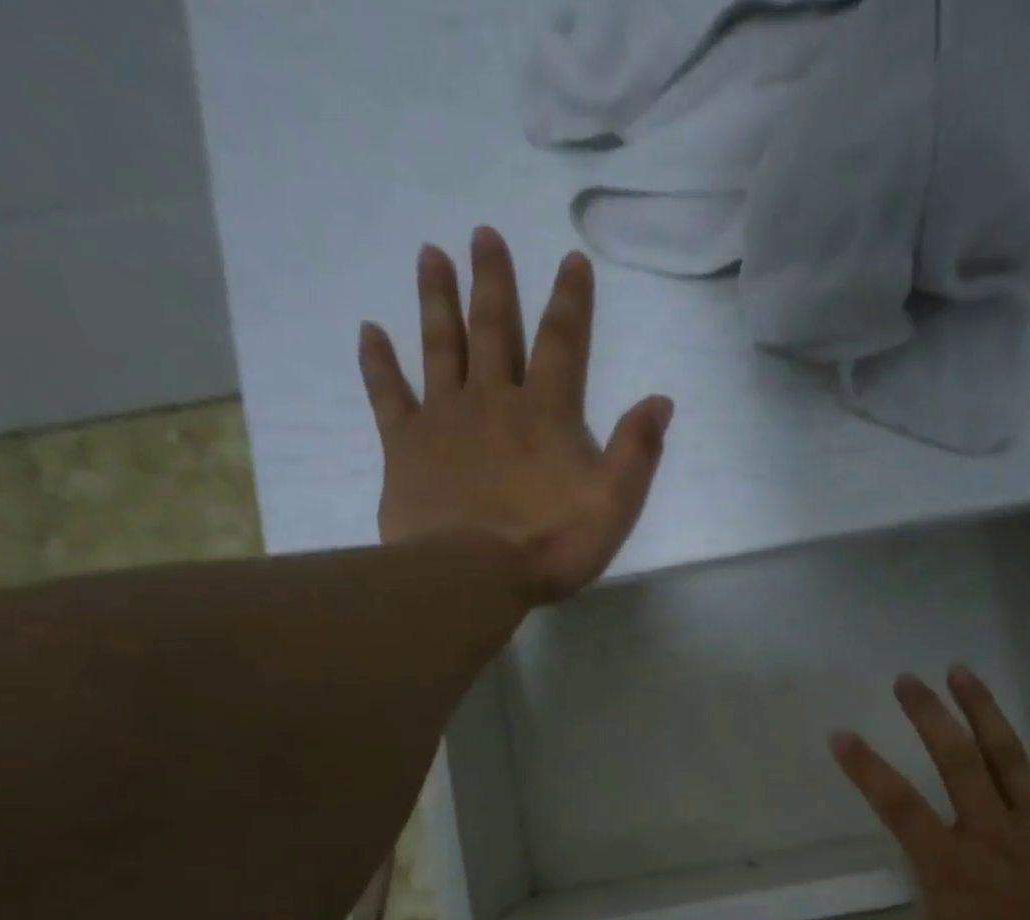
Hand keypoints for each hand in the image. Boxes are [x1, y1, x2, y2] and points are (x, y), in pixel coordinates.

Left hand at [357, 226, 674, 601]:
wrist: (472, 575)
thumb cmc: (550, 543)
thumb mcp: (614, 504)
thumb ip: (637, 450)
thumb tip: (660, 401)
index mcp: (546, 413)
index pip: (562, 344)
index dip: (570, 301)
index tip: (571, 259)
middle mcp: (493, 400)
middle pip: (493, 329)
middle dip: (493, 281)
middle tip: (484, 233)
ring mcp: (444, 418)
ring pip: (440, 346)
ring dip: (436, 299)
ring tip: (430, 253)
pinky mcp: (405, 445)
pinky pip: (388, 395)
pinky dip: (378, 362)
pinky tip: (369, 330)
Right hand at [830, 665, 1029, 919]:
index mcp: (949, 864)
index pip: (898, 806)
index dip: (866, 769)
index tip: (842, 735)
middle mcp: (988, 830)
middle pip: (954, 760)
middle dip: (927, 715)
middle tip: (906, 681)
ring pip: (1005, 754)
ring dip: (982, 710)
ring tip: (960, 671)